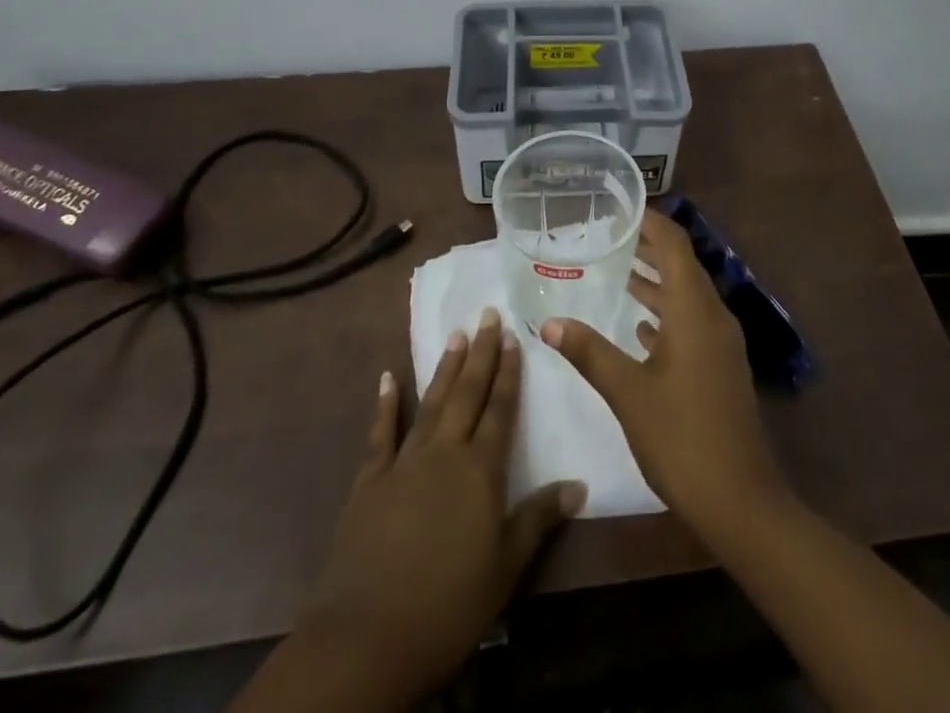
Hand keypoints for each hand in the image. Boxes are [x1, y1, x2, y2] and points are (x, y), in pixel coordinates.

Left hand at [298, 309, 584, 703]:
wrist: (369, 636)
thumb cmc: (450, 604)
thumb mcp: (506, 567)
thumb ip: (539, 518)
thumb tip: (580, 483)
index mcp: (481, 470)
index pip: (501, 409)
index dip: (509, 372)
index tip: (513, 337)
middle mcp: (445, 452)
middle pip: (467, 393)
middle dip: (481, 353)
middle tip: (487, 314)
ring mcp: (404, 462)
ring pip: (431, 402)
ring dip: (445, 368)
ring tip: (456, 335)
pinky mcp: (370, 480)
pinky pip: (380, 433)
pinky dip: (385, 404)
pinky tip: (387, 378)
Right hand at [540, 208, 787, 538]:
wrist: (741, 500)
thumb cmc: (682, 437)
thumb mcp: (628, 392)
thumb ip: (589, 352)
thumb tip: (550, 322)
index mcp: (694, 309)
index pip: (674, 244)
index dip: (650, 221)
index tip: (620, 208)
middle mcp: (713, 316)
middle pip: (682, 265)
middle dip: (648, 247)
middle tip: (609, 237)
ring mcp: (721, 343)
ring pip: (687, 295)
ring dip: (656, 281)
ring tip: (618, 271)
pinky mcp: (721, 367)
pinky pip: (692, 322)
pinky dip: (666, 313)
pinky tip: (641, 327)